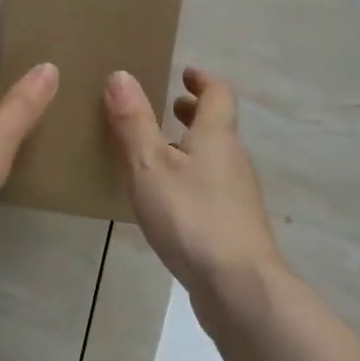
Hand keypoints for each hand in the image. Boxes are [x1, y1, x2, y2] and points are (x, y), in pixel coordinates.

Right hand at [105, 66, 283, 289]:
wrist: (238, 287)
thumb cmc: (191, 216)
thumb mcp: (149, 165)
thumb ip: (134, 122)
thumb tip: (121, 74)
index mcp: (216, 136)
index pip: (218, 93)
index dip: (202, 80)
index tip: (184, 73)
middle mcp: (233, 159)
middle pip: (218, 125)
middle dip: (194, 113)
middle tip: (167, 108)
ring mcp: (237, 195)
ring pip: (214, 158)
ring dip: (191, 147)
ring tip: (157, 154)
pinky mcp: (234, 226)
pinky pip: (211, 187)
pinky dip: (191, 178)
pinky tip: (167, 200)